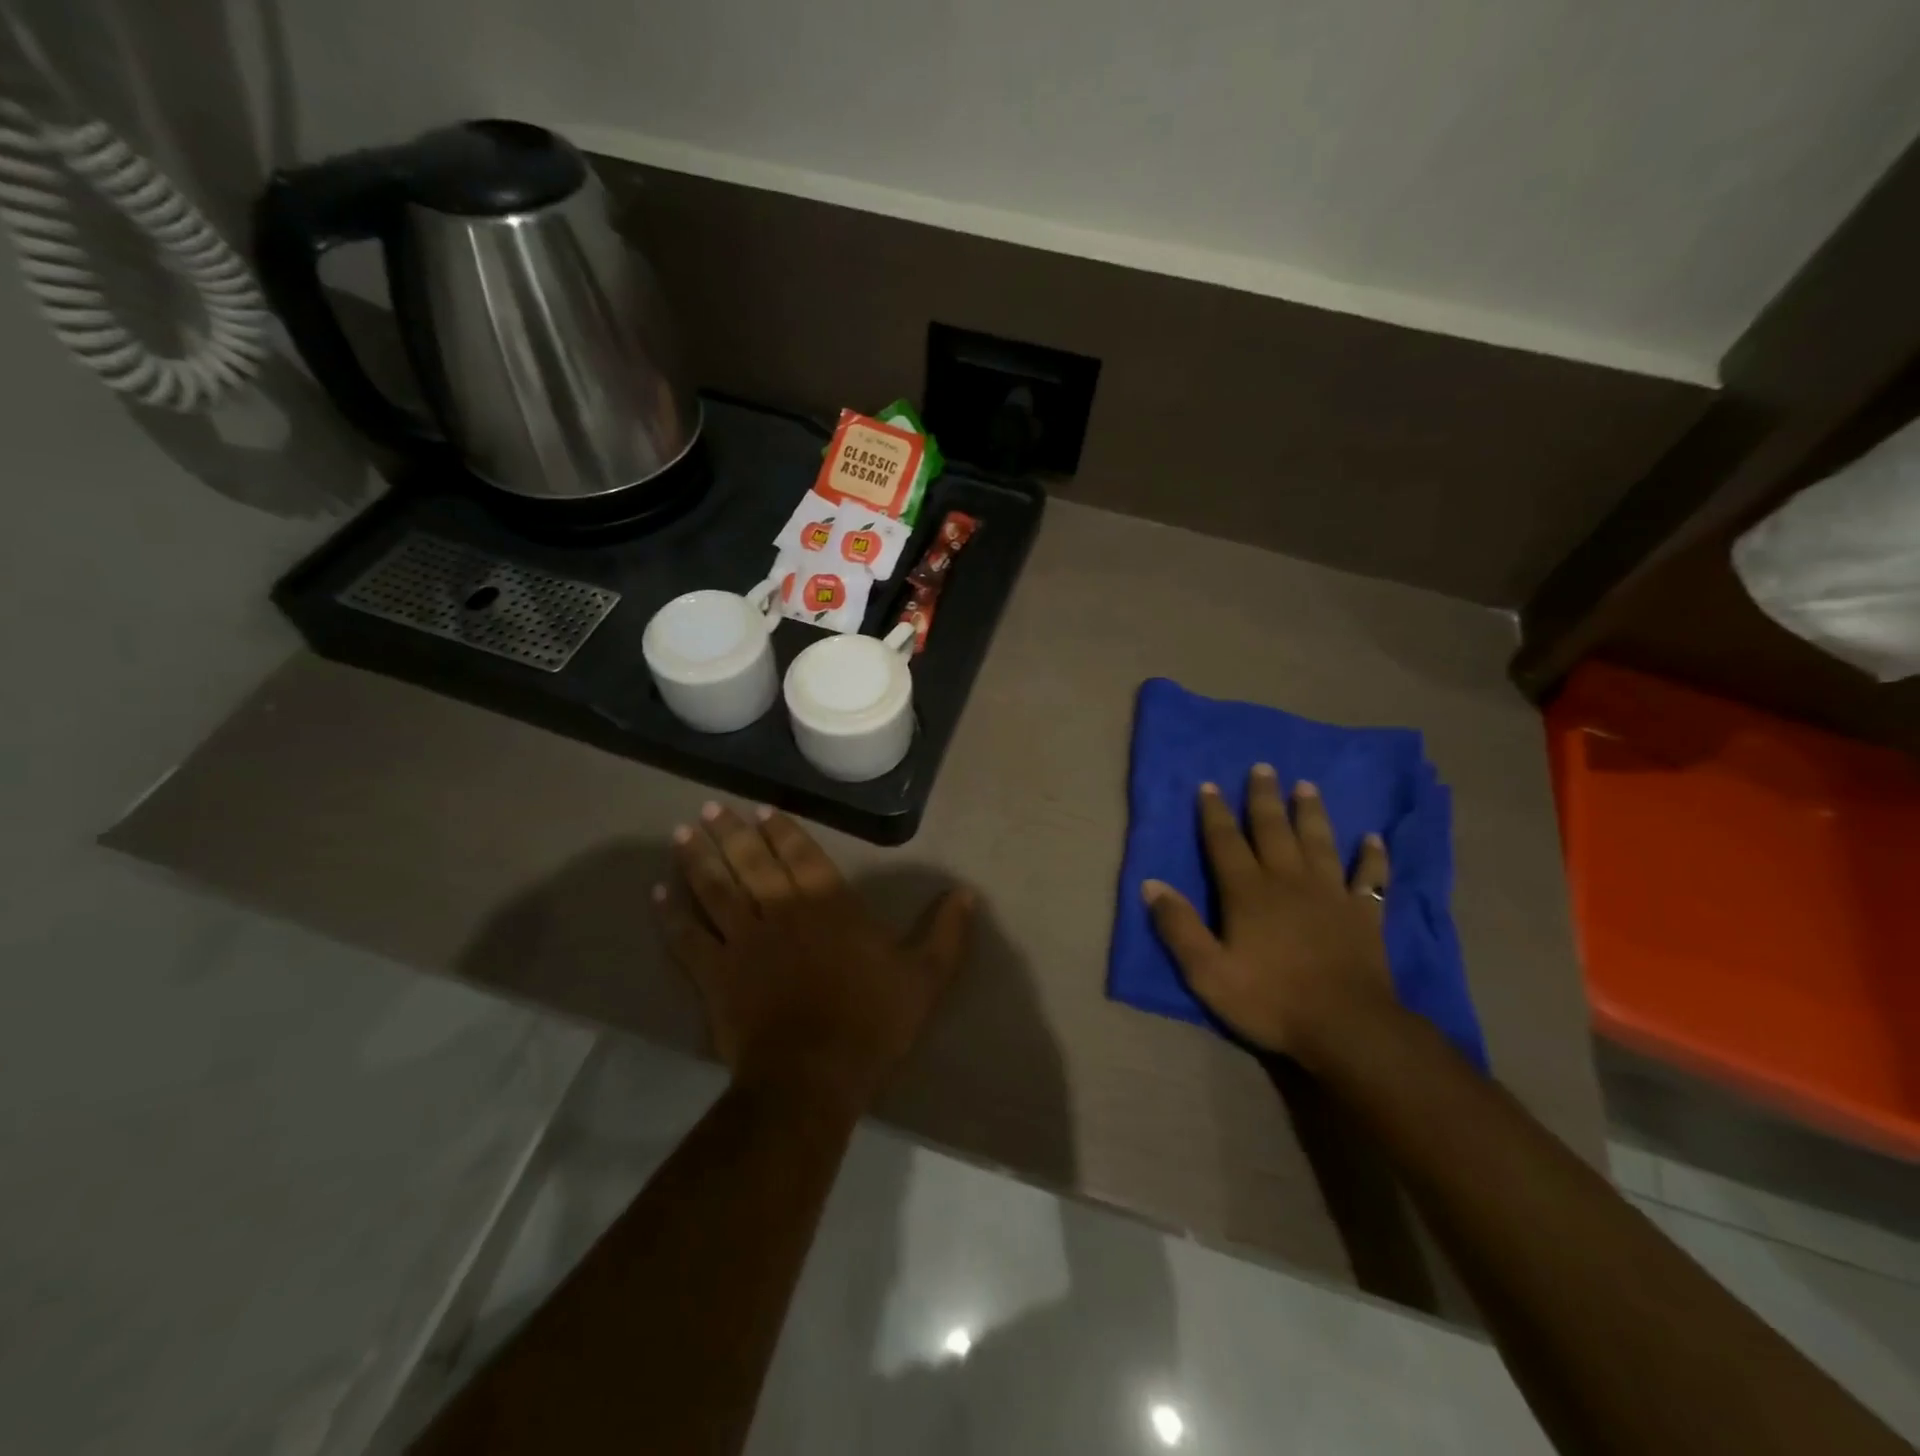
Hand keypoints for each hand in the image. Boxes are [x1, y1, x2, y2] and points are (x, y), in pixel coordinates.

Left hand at [654, 802, 975, 1111]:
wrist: (813, 1075)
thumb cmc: (871, 1021)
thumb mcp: (925, 976)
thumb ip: (945, 931)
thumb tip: (966, 892)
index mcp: (828, 905)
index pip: (801, 854)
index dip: (782, 829)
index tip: (762, 809)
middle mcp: (780, 910)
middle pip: (750, 862)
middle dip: (731, 833)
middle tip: (711, 809)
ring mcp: (742, 941)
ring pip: (714, 890)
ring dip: (697, 860)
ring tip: (682, 835)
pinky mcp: (715, 975)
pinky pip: (688, 938)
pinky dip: (672, 916)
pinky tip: (659, 896)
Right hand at [1143, 766, 1397, 1068]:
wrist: (1347, 1028)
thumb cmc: (1270, 1000)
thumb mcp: (1207, 972)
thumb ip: (1178, 927)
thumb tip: (1151, 884)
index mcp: (1248, 892)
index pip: (1225, 842)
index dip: (1214, 813)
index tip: (1209, 785)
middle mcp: (1288, 881)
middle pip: (1273, 830)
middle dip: (1264, 798)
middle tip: (1263, 767)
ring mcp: (1331, 895)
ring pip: (1319, 842)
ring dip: (1311, 813)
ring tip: (1307, 786)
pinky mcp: (1364, 915)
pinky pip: (1370, 878)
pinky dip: (1372, 857)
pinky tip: (1374, 839)